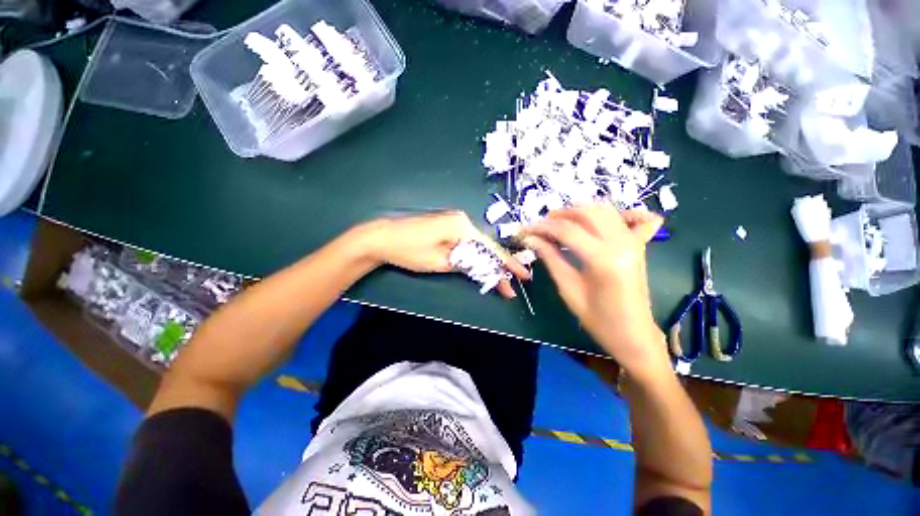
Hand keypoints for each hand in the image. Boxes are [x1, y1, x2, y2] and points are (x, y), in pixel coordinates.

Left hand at [365, 210, 529, 298]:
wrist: (383, 237)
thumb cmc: (409, 250)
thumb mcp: (440, 262)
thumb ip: (466, 263)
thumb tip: (485, 267)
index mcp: (462, 225)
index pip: (490, 248)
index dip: (507, 264)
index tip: (523, 276)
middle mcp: (461, 219)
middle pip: (485, 245)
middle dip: (498, 265)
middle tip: (510, 284)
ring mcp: (453, 220)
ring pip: (477, 244)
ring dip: (486, 261)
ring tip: (499, 278)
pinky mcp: (446, 225)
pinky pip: (467, 240)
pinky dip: (474, 254)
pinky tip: (481, 265)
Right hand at [520, 205, 669, 378]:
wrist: (633, 335)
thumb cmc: (598, 319)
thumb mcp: (568, 288)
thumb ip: (551, 258)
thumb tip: (532, 239)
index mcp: (603, 259)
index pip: (567, 230)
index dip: (543, 228)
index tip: (526, 230)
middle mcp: (622, 243)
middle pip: (587, 213)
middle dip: (560, 215)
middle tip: (541, 225)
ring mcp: (634, 241)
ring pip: (605, 210)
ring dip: (580, 211)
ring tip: (560, 221)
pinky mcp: (639, 245)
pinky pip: (633, 218)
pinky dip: (617, 213)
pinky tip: (602, 218)